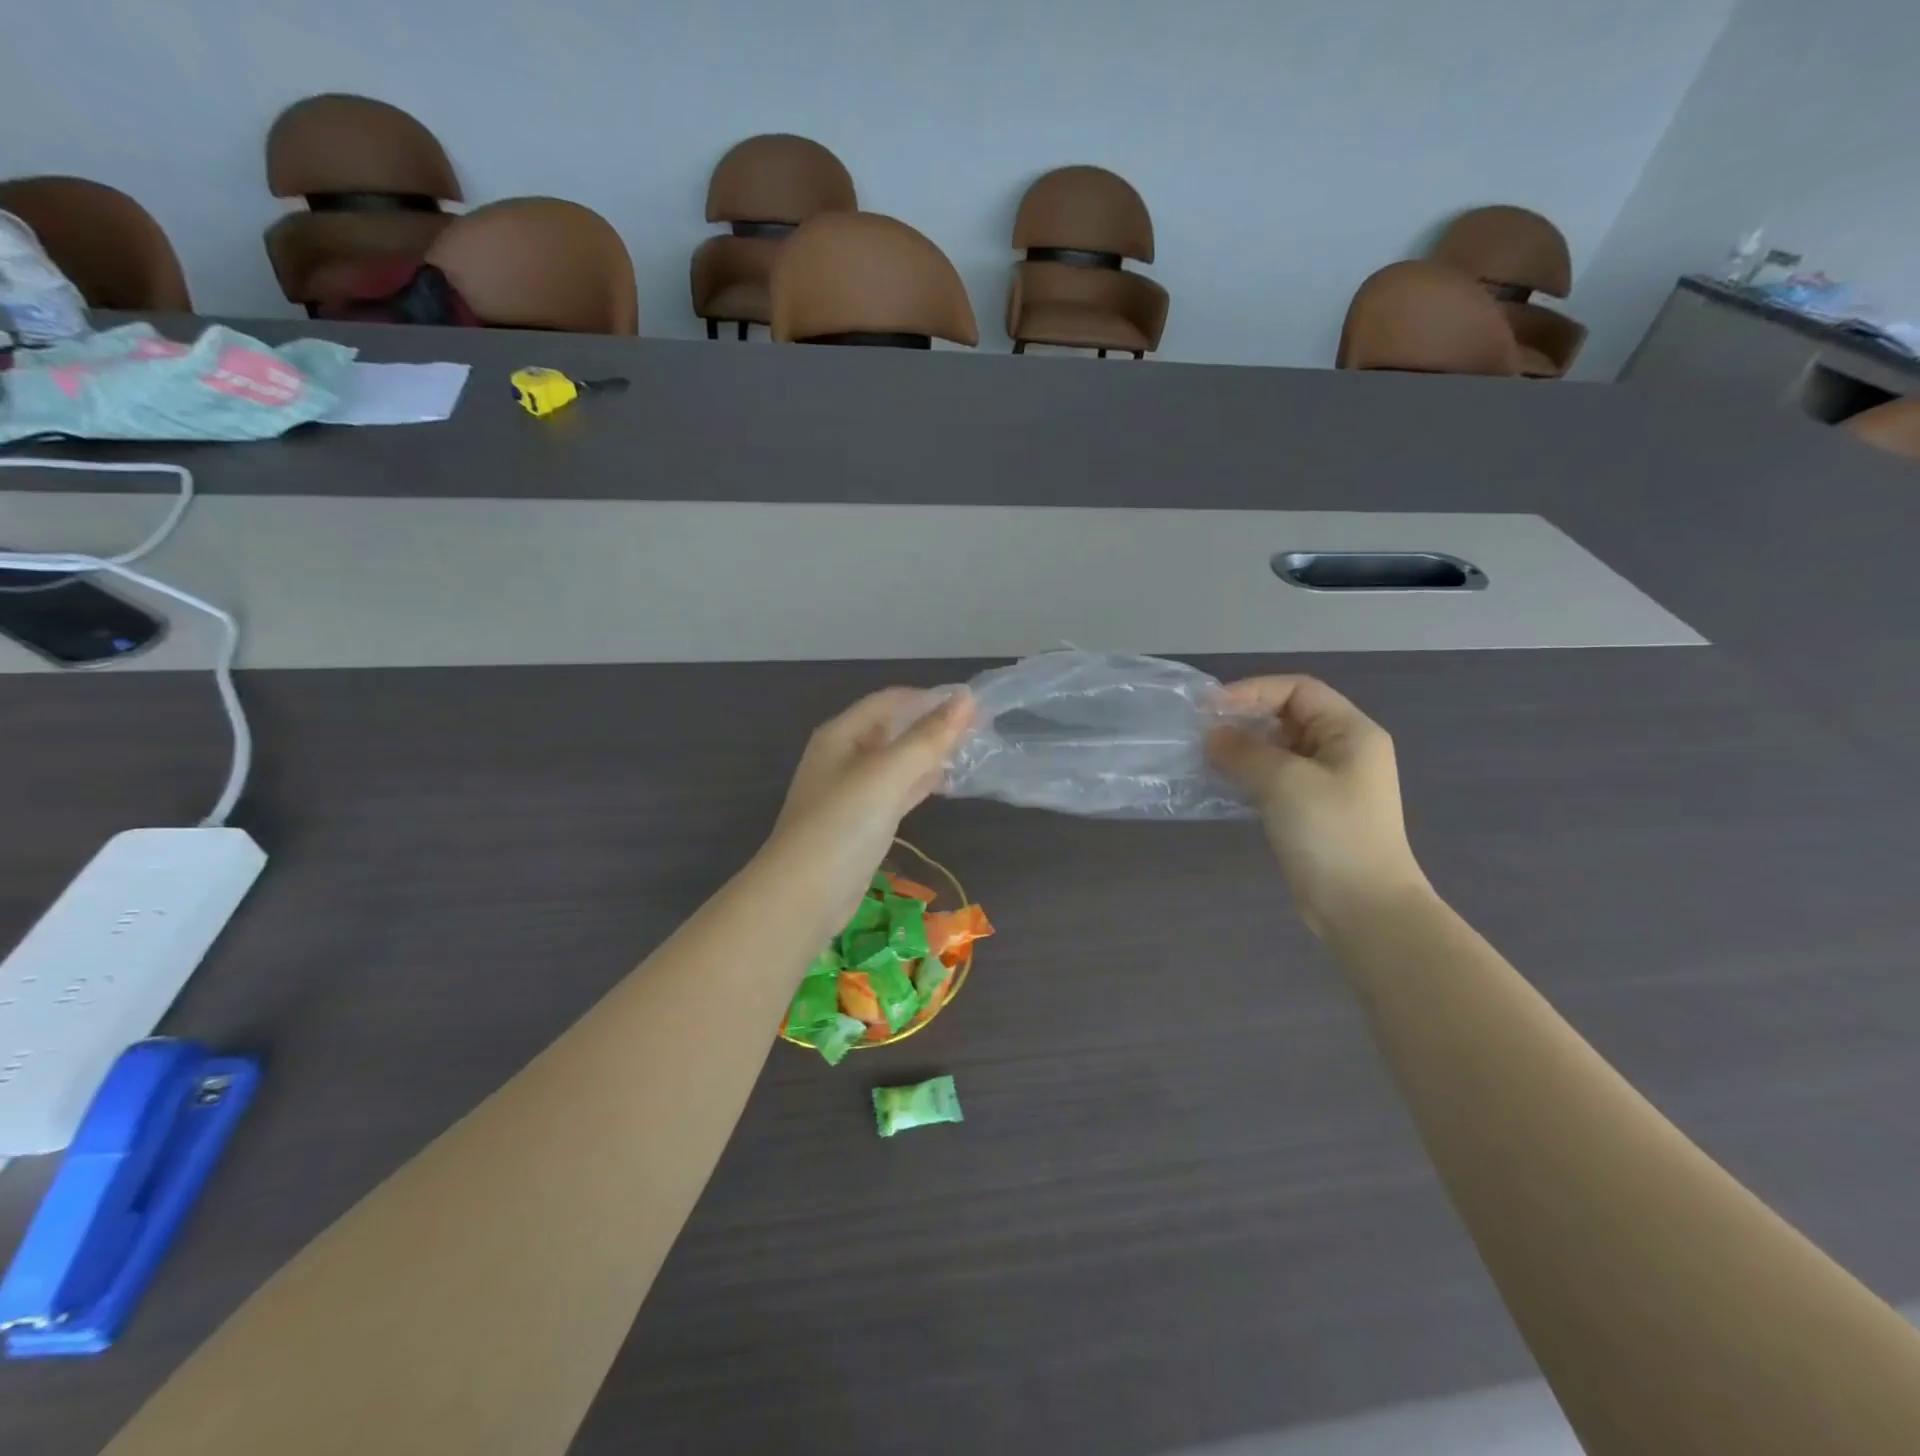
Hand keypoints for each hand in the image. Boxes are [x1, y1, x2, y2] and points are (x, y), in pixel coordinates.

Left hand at [762, 687, 974, 930]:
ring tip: (971, 751)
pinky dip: (920, 783)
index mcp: (841, 734)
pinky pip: (896, 791)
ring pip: (897, 761)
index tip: (976, 704)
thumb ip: (928, 737)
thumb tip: (967, 697)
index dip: (932, 697)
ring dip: (930, 754)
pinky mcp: (861, 822)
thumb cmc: (843, 824)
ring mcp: (851, 791)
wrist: (804, 895)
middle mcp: (843, 756)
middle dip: (933, 725)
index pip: (892, 700)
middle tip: (981, 729)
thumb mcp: (888, 773)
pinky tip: (945, 783)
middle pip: (894, 729)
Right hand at [1206, 675, 1428, 934]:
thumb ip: (1243, 751)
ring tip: (1206, 757)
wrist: (1363, 908)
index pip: (1298, 689)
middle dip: (1245, 719)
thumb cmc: (1331, 833)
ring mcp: (1329, 783)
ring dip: (1243, 749)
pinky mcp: (1312, 811)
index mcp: (1350, 732)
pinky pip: (1276, 779)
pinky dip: (1249, 775)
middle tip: (1202, 732)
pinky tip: (1222, 784)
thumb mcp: (1284, 782)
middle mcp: (1343, 750)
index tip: (1210, 708)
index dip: (1252, 691)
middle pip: (1288, 716)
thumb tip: (1211, 735)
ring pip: (1279, 749)